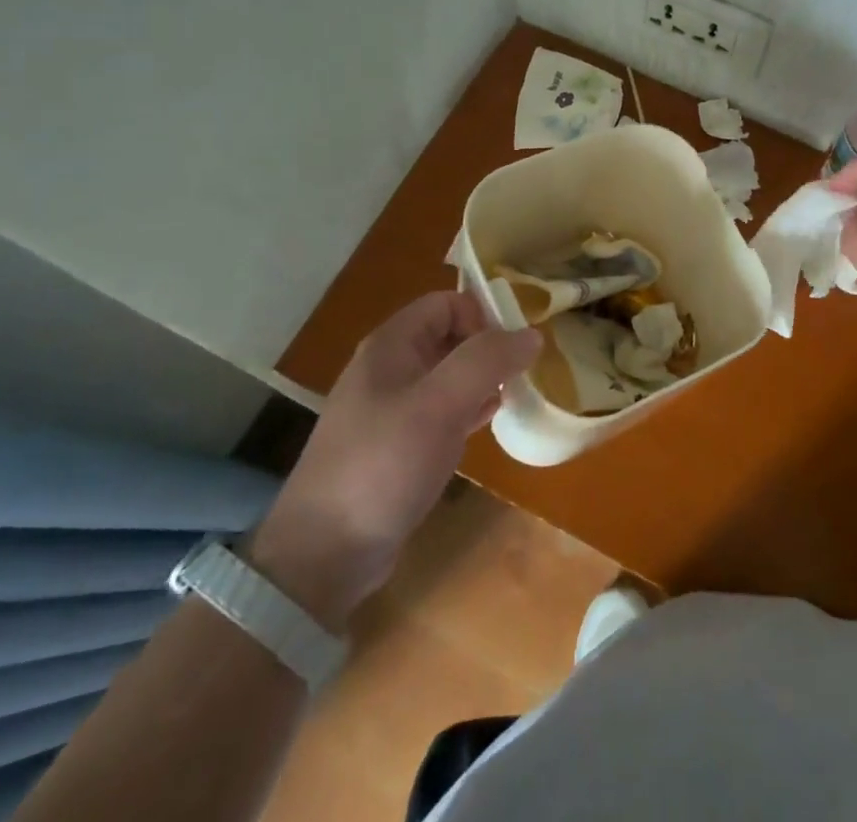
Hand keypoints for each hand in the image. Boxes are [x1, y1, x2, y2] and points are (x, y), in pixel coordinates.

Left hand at [247, 292, 540, 630]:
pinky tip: (489, 423)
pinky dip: (469, 409)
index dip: (482, 316)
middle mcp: (390, 368)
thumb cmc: (383, 464)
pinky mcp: (397, 444)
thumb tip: (532, 334)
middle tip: (521, 375)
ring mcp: (391, 408)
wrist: (325, 553)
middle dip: (488, 349)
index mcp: (391, 345)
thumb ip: (487, 361)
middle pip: (449, 336)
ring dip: (482, 380)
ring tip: (513, 396)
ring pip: (448, 374)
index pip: (447, 303)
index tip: (513, 349)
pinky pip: (442, 410)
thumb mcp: (440, 404)